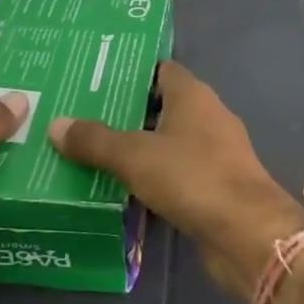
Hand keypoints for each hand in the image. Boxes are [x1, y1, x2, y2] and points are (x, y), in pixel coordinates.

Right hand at [49, 61, 303, 298]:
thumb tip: (56, 124)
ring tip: (94, 153)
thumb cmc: (193, 177)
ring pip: (168, 142)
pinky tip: (123, 189)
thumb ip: (96, 140)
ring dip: (139, 148)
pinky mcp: (216, 186)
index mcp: (192, 95)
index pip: (159, 70)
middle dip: (127, 112)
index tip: (95, 79)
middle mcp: (207, 116)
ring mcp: (215, 152)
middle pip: (161, 106)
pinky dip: (154, 178)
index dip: (130, 72)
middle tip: (83, 117)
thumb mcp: (135, 156)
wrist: (248, 233)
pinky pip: (177, 173)